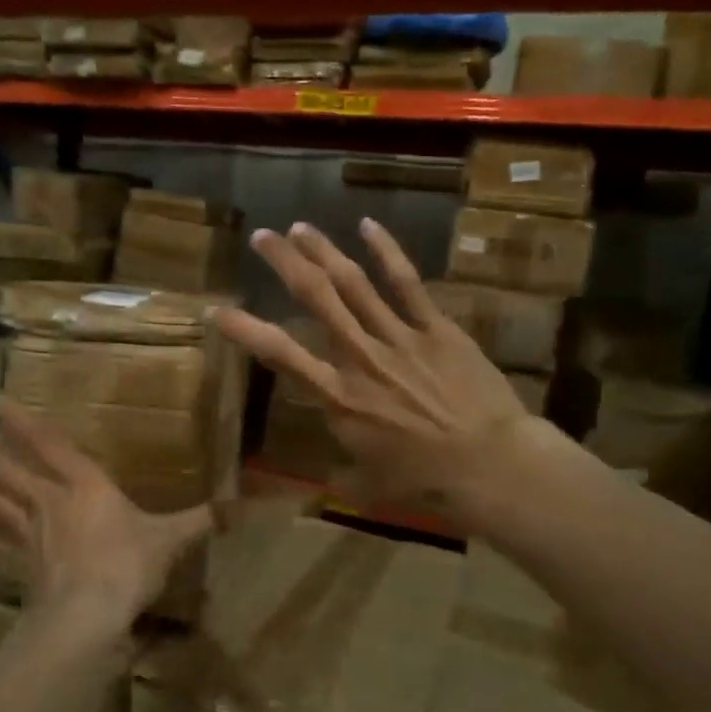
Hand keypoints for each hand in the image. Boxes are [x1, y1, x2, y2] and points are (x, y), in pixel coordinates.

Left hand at [0, 398, 213, 634]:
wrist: (89, 615)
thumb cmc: (128, 565)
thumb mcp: (169, 539)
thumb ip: (198, 521)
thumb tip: (237, 506)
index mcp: (86, 485)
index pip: (49, 445)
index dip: (21, 422)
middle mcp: (52, 502)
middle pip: (12, 472)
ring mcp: (32, 534)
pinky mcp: (23, 563)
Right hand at [213, 219, 555, 527]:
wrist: (492, 467)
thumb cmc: (426, 484)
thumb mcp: (367, 486)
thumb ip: (339, 473)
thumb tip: (323, 479)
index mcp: (338, 397)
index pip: (279, 353)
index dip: (244, 329)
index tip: (217, 309)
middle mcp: (359, 357)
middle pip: (315, 298)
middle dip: (285, 263)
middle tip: (263, 237)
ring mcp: (398, 337)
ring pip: (352, 282)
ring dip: (323, 251)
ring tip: (300, 227)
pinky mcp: (436, 328)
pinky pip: (406, 282)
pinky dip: (386, 251)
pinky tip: (367, 225)